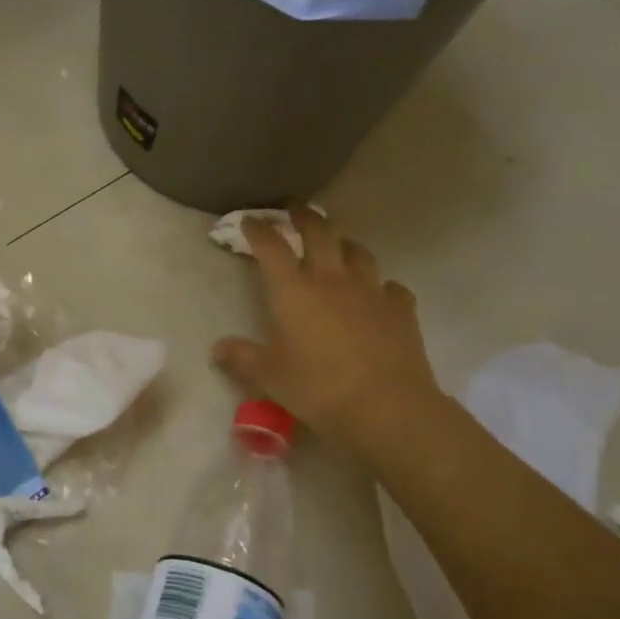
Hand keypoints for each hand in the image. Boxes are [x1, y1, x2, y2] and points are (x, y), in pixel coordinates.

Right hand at [213, 210, 444, 455]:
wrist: (387, 407)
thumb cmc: (318, 388)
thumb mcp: (270, 376)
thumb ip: (243, 357)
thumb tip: (218, 348)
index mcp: (293, 291)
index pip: (271, 248)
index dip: (259, 230)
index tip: (250, 221)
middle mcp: (331, 280)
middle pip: (320, 233)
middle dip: (305, 217)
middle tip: (297, 211)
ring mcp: (371, 291)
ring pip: (358, 253)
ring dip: (344, 245)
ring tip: (338, 247)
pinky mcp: (401, 310)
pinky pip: (391, 287)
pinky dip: (381, 286)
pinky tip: (379, 295)